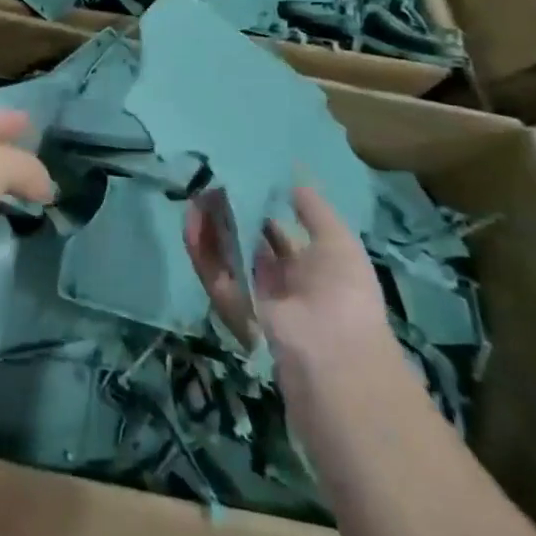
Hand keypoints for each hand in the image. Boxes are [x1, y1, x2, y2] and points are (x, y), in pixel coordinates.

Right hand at [184, 185, 394, 371]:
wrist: (332, 355)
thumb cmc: (344, 294)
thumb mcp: (339, 244)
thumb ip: (314, 212)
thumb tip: (293, 180)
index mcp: (309, 268)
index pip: (276, 235)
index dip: (260, 210)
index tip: (242, 183)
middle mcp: (279, 281)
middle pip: (246, 242)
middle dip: (229, 216)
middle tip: (211, 187)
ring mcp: (254, 294)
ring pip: (225, 256)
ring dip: (209, 228)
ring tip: (195, 198)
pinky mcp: (230, 305)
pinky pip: (212, 273)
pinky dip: (200, 248)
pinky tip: (192, 222)